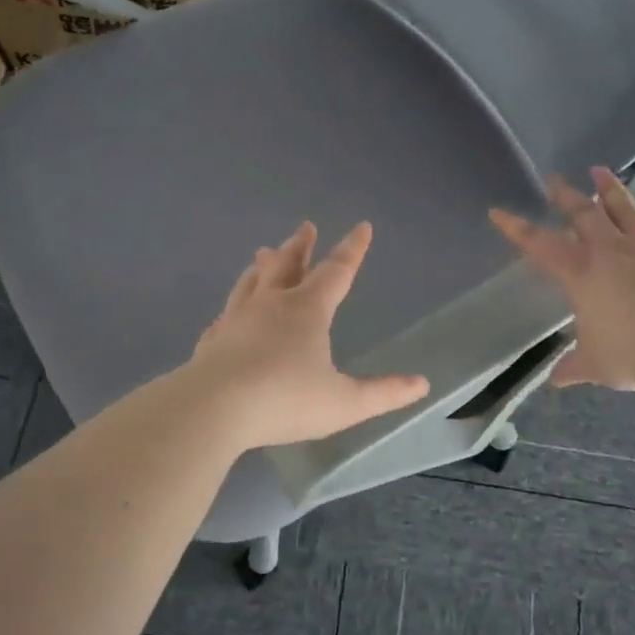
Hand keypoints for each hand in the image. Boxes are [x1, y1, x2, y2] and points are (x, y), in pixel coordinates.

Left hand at [187, 221, 430, 448]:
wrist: (212, 408)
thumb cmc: (284, 400)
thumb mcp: (344, 403)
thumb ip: (383, 393)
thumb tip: (421, 384)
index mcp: (306, 310)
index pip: (336, 271)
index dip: (352, 249)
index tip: (362, 226)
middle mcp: (271, 304)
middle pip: (287, 265)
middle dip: (300, 246)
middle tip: (305, 227)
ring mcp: (237, 319)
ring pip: (252, 282)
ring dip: (263, 266)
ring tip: (262, 254)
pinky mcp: (212, 340)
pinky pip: (226, 314)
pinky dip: (234, 305)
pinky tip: (229, 312)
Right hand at [491, 168, 634, 390]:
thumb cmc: (634, 355)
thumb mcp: (596, 365)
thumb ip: (574, 367)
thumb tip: (556, 381)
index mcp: (583, 275)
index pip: (541, 246)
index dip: (517, 229)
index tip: (498, 211)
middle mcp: (614, 253)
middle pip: (586, 215)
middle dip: (567, 196)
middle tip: (555, 180)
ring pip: (630, 212)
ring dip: (614, 191)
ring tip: (601, 171)